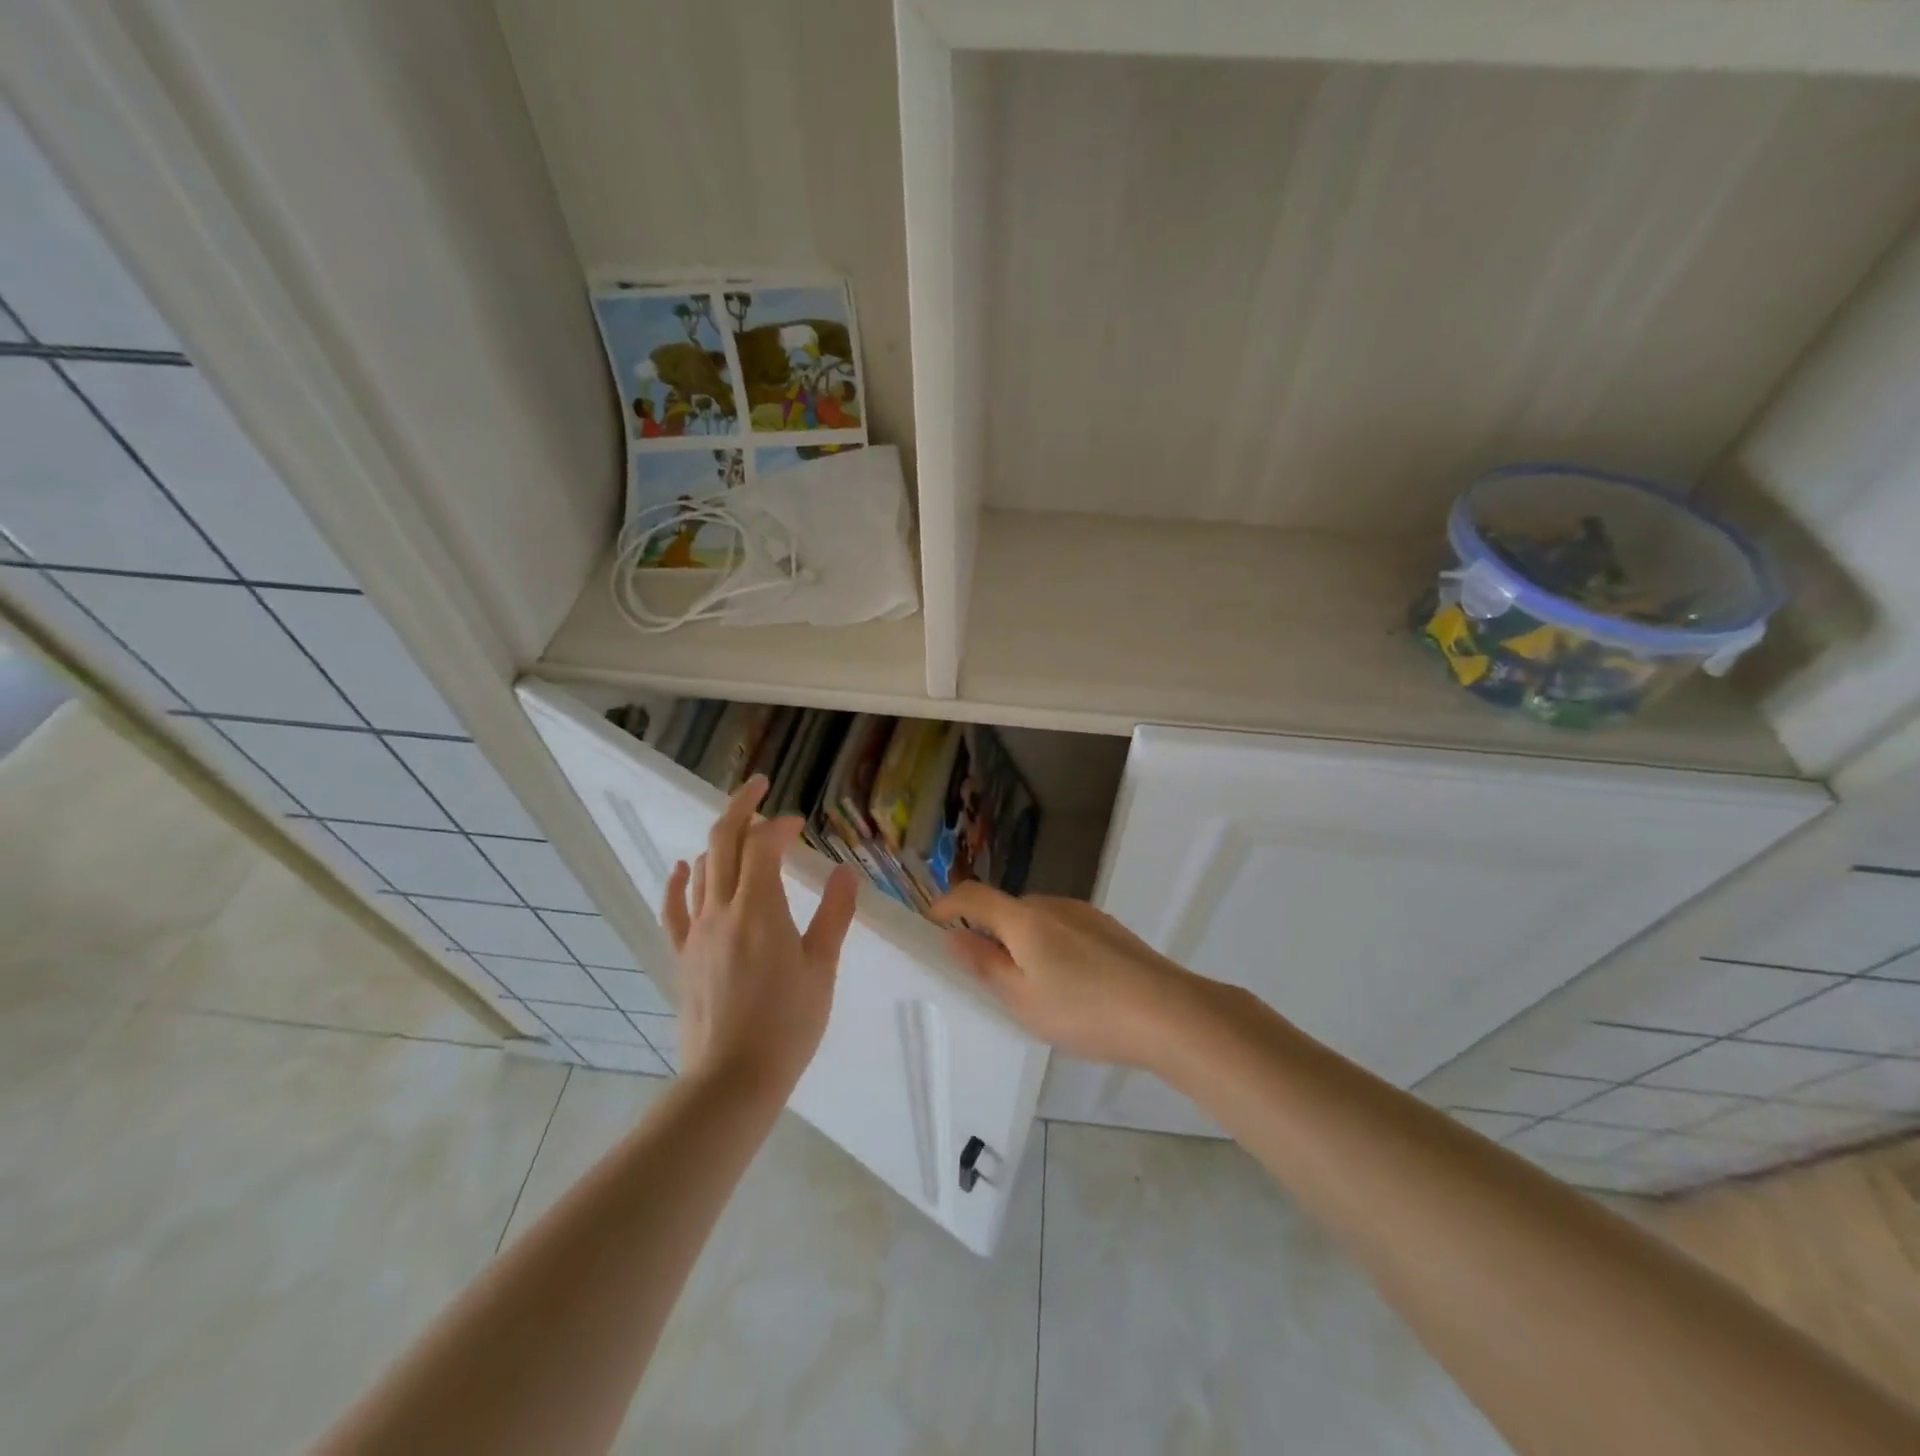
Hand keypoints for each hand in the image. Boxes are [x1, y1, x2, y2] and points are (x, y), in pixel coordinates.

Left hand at [663, 776, 859, 1093]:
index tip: (799, 825)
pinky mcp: (682, 956)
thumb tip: (845, 871)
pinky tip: (682, 866)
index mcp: (760, 910)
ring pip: (702, 869)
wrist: (733, 1080)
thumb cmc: (788, 1024)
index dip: (779, 826)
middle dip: (741, 807)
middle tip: (759, 786)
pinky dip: (678, 881)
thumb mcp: (822, 967)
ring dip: (719, 840)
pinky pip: (674, 909)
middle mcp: (722, 910)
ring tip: (739, 827)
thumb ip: (834, 914)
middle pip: (723, 842)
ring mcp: (696, 933)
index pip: (763, 847)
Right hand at [930, 883, 1198, 1069]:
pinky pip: (1064, 929)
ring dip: (1023, 941)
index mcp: (1024, 919)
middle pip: (1007, 909)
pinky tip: (1072, 984)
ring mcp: (1084, 914)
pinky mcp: (1109, 928)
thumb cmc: (1084, 1010)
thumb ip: (984, 964)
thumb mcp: (1022, 999)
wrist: (1167, 1012)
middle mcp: (1052, 905)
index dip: (947, 904)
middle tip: (989, 977)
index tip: (932, 923)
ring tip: (1034, 988)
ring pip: (1037, 920)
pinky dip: (1051, 946)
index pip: (973, 895)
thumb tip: (953, 936)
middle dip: (988, 932)